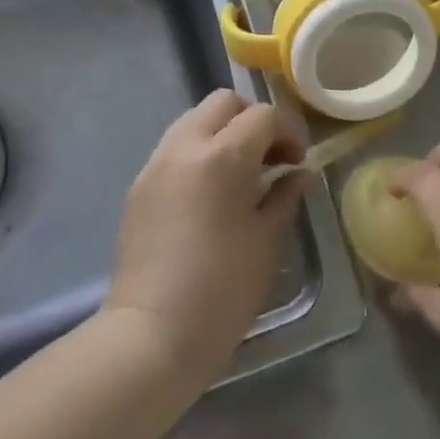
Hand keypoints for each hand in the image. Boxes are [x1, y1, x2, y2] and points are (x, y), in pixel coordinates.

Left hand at [106, 90, 306, 388]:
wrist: (151, 336)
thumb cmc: (222, 291)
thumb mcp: (267, 241)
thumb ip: (285, 195)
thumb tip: (300, 173)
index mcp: (222, 157)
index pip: (263, 115)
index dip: (288, 131)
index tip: (297, 162)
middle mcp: (184, 147)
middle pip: (224, 102)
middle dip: (252, 120)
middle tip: (269, 158)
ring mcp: (156, 164)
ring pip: (194, 120)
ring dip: (222, 133)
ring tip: (239, 174)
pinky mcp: (139, 185)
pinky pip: (174, 148)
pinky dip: (198, 153)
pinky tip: (209, 194)